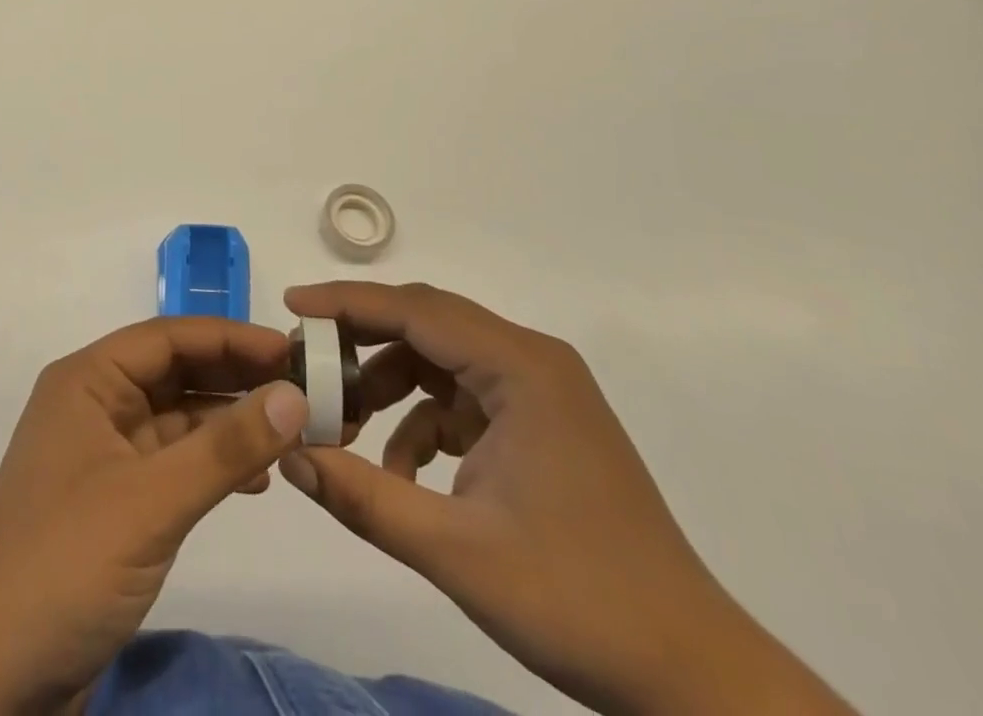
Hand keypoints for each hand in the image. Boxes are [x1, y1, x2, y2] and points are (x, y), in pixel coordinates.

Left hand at [0, 317, 308, 714]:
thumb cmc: (64, 567)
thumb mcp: (151, 502)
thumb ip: (225, 447)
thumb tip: (294, 394)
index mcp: (88, 381)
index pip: (168, 338)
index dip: (231, 338)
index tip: (293, 349)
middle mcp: (95, 404)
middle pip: (175, 373)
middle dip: (236, 377)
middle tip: (305, 387)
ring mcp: (104, 454)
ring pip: (178, 417)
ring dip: (231, 421)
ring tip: (292, 431)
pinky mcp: (115, 501)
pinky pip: (174, 462)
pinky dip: (214, 463)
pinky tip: (258, 479)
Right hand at [279, 282, 854, 715]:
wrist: (693, 678)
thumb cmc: (577, 602)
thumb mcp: (455, 552)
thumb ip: (364, 497)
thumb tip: (289, 454)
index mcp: (521, 368)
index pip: (416, 309)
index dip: (348, 303)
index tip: (291, 304)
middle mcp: (532, 362)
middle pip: (427, 324)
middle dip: (361, 341)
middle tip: (305, 362)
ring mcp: (541, 393)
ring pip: (442, 360)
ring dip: (390, 387)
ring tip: (345, 428)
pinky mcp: (542, 425)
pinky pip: (464, 398)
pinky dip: (423, 421)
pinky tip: (403, 472)